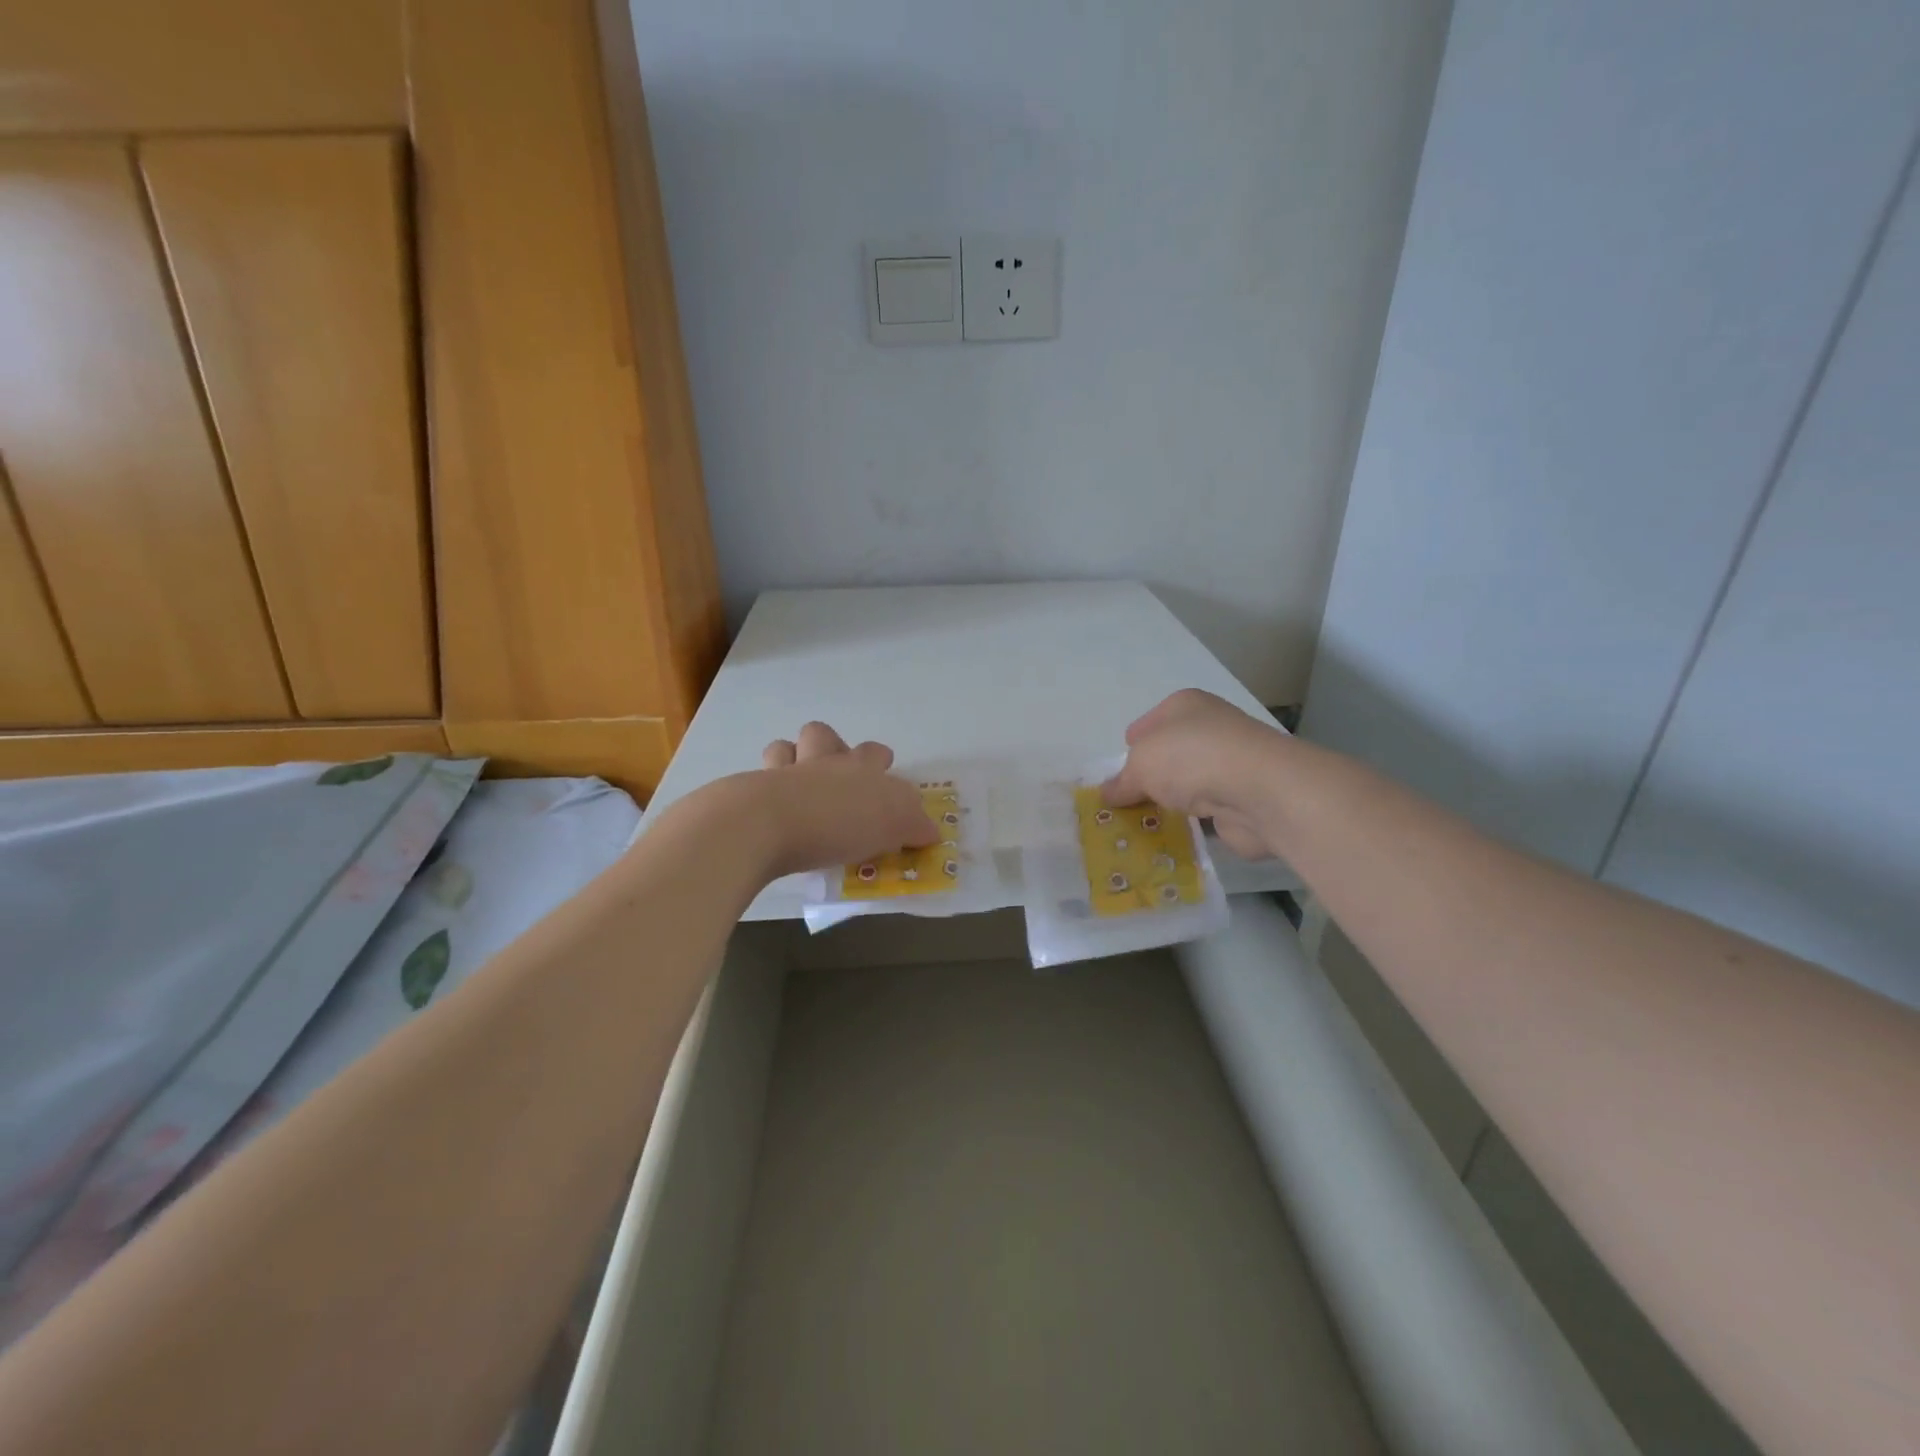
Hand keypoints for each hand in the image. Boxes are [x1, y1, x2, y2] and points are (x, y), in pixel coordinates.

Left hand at [752, 722, 938, 877]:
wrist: (769, 822)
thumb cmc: (840, 822)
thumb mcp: (894, 826)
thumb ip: (913, 825)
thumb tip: (930, 829)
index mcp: (860, 767)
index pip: (875, 754)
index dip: (880, 762)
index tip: (883, 777)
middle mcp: (823, 761)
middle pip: (826, 736)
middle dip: (833, 748)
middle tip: (838, 777)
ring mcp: (783, 772)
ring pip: (787, 746)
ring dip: (793, 757)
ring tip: (799, 782)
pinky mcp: (752, 791)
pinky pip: (760, 777)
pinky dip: (766, 785)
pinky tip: (770, 805)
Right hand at [1101, 689, 1289, 859]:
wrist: (1261, 791)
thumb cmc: (1191, 759)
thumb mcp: (1140, 765)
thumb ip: (1121, 781)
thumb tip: (1107, 794)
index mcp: (1184, 705)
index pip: (1146, 725)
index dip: (1130, 748)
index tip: (1117, 776)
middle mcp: (1210, 728)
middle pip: (1168, 754)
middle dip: (1149, 778)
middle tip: (1124, 805)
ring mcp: (1230, 763)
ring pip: (1188, 783)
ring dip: (1172, 802)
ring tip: (1142, 825)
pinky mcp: (1243, 798)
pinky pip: (1206, 811)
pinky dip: (1192, 823)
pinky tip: (1172, 836)